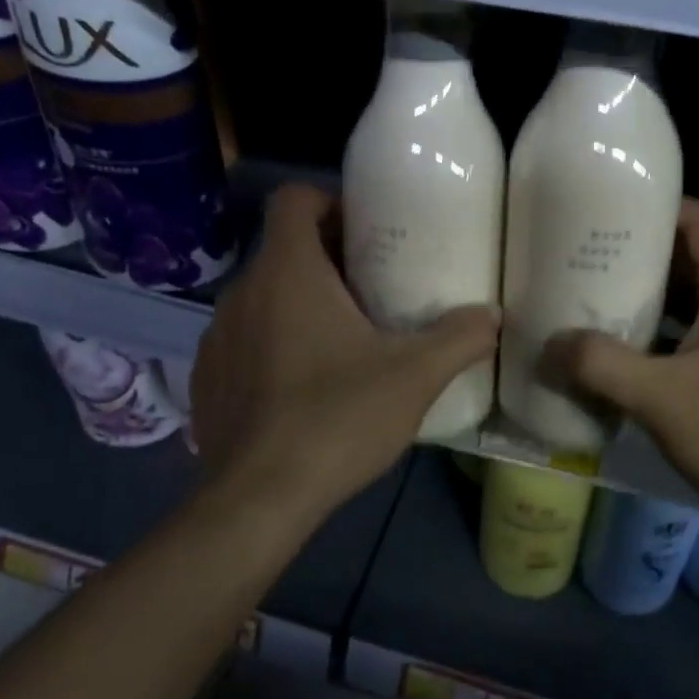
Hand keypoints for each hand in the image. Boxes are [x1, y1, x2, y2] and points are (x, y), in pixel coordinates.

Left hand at [192, 184, 499, 511]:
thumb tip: (493, 316)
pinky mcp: (206, 378)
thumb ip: (459, 338)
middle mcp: (243, 291)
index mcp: (287, 272)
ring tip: (341, 338)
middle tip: (373, 286)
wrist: (258, 499)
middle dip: (327, 258)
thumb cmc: (337, 418)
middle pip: (283, 249)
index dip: (329, 201)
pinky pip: (243, 340)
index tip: (366, 229)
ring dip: (298, 302)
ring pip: (263, 296)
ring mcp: (216, 337)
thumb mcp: (414, 376)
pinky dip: (271, 344)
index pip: (293, 199)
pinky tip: (302, 386)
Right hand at [548, 200, 698, 533]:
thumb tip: (548, 344)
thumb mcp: (664, 397)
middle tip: (577, 260)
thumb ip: (601, 365)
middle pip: (686, 255)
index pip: (696, 218)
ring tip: (586, 300)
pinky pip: (693, 330)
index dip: (651, 209)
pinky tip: (618, 353)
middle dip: (634, 256)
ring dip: (643, 298)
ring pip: (688, 296)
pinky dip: (658, 333)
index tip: (600, 215)